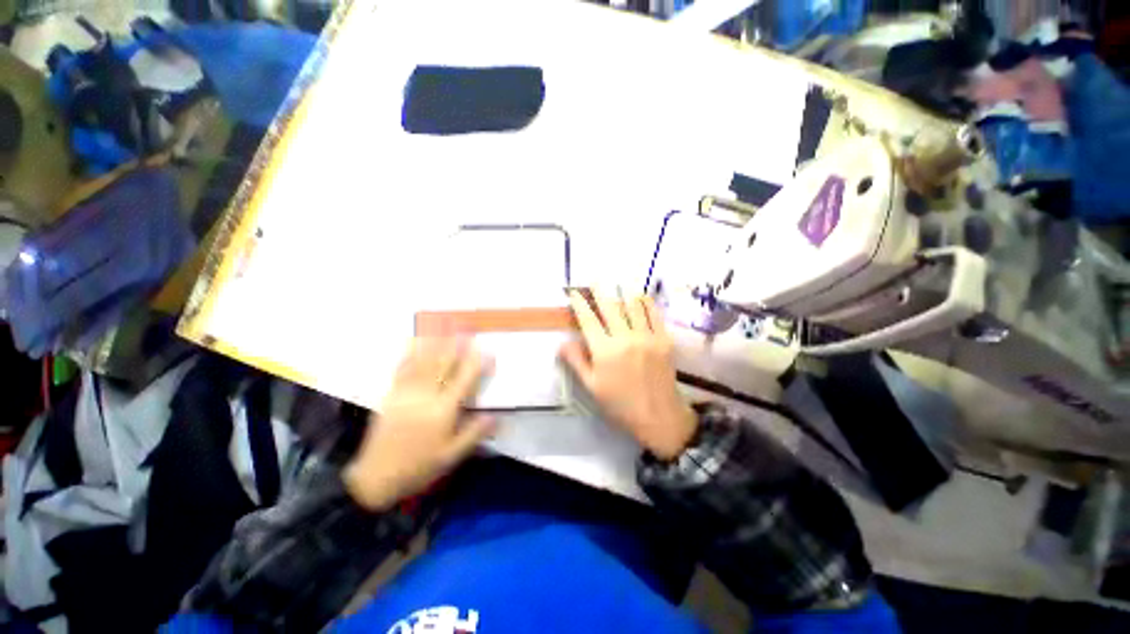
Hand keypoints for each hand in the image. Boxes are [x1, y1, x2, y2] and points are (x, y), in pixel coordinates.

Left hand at [344, 337, 495, 510]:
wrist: (375, 477)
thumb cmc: (419, 467)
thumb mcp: (451, 456)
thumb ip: (474, 434)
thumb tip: (495, 416)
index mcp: (443, 411)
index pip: (464, 381)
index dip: (477, 364)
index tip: (487, 351)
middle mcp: (426, 397)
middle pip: (444, 365)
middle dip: (456, 344)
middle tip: (465, 327)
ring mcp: (406, 393)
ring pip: (424, 362)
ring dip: (435, 342)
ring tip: (443, 325)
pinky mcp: (391, 395)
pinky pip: (402, 369)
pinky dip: (409, 353)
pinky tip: (414, 341)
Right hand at [560, 290, 696, 460]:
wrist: (658, 415)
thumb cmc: (620, 403)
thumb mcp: (592, 386)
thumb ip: (576, 361)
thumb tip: (562, 342)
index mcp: (605, 351)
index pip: (588, 319)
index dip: (579, 303)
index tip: (574, 293)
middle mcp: (625, 338)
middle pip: (610, 306)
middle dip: (599, 290)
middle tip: (594, 280)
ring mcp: (647, 336)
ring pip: (633, 304)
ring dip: (623, 292)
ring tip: (617, 285)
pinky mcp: (664, 338)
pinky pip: (654, 313)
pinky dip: (645, 302)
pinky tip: (640, 297)